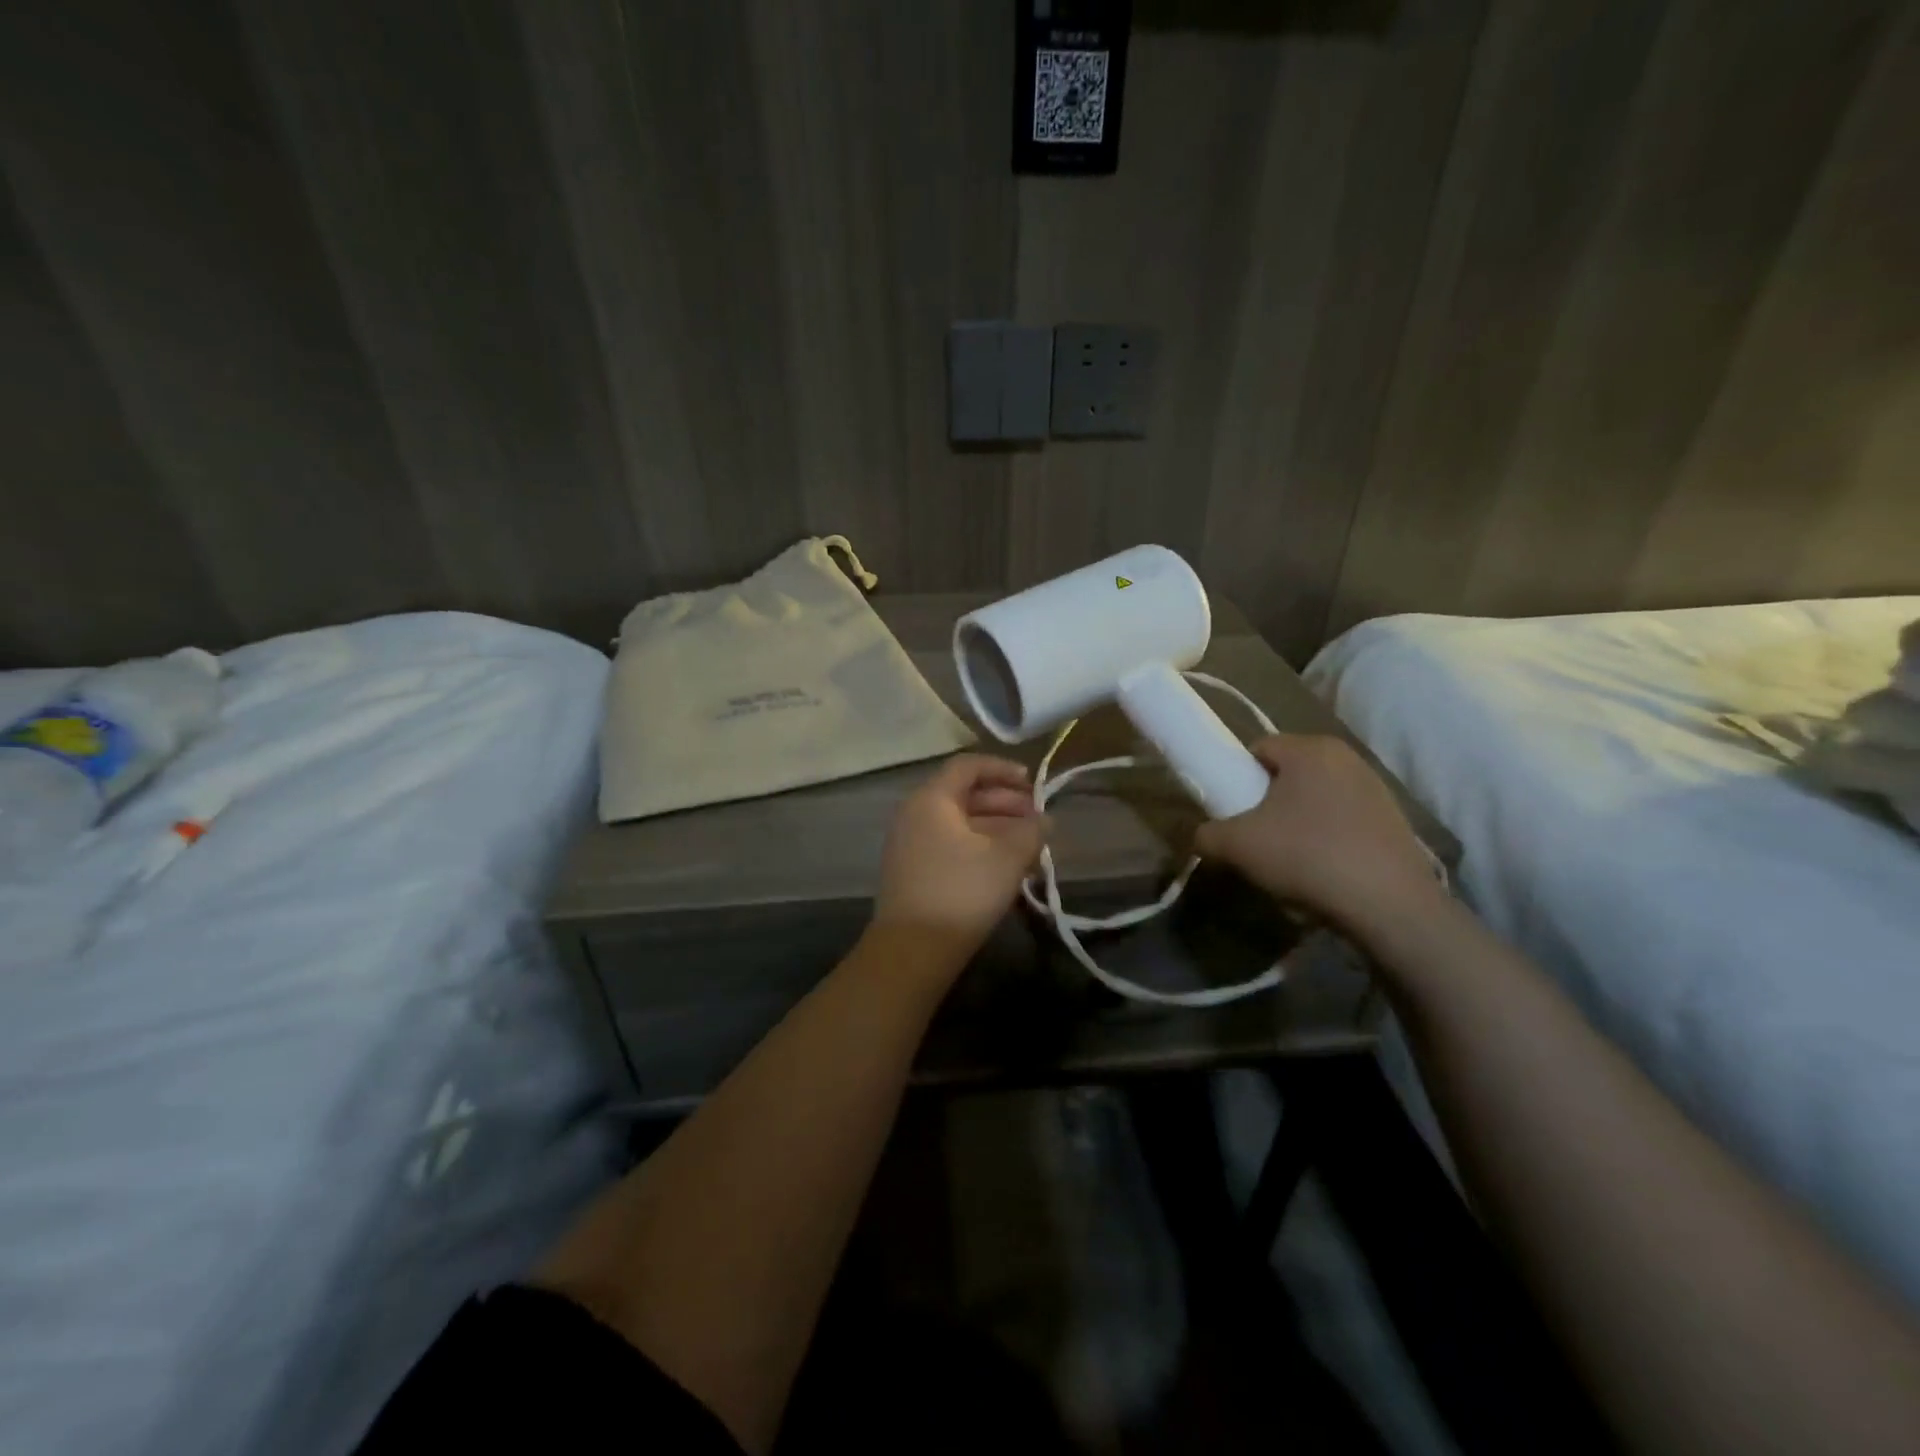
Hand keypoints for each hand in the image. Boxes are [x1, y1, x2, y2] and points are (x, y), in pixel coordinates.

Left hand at [872, 754, 1047, 958]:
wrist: (912, 950)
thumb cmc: (961, 892)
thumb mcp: (1007, 858)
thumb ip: (1031, 832)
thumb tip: (1044, 820)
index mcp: (931, 799)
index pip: (968, 766)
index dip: (1002, 769)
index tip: (1033, 784)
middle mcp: (914, 814)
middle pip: (964, 794)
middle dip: (1005, 803)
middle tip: (1038, 819)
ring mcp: (910, 844)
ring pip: (960, 823)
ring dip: (997, 828)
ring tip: (1030, 846)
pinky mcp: (912, 871)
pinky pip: (950, 844)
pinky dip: (979, 846)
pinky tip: (1006, 867)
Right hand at [1194, 735, 1443, 943]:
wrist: (1388, 905)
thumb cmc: (1306, 856)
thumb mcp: (1236, 845)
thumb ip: (1207, 834)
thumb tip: (1205, 837)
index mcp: (1310, 749)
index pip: (1258, 747)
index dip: (1238, 777)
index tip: (1233, 811)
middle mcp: (1347, 757)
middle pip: (1289, 773)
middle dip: (1269, 800)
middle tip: (1257, 837)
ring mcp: (1377, 788)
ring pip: (1317, 798)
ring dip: (1299, 821)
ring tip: (1292, 859)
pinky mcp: (1396, 821)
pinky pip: (1345, 820)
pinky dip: (1329, 838)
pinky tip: (1325, 871)